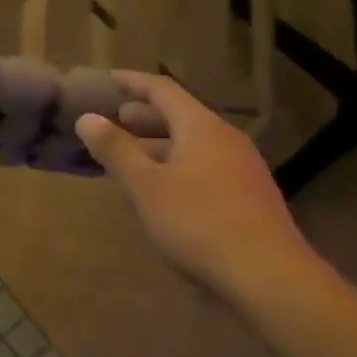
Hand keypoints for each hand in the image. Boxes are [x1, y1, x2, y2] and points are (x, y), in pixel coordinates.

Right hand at [75, 72, 311, 301]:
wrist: (269, 278)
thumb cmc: (199, 223)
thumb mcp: (147, 186)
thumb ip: (116, 150)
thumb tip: (87, 118)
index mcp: (201, 128)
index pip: (163, 90)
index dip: (134, 83)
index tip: (109, 79)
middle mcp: (225, 140)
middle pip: (180, 116)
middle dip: (144, 115)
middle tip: (113, 118)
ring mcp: (241, 169)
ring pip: (192, 144)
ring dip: (158, 144)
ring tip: (129, 154)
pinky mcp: (247, 197)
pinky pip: (203, 166)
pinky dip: (175, 165)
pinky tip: (161, 188)